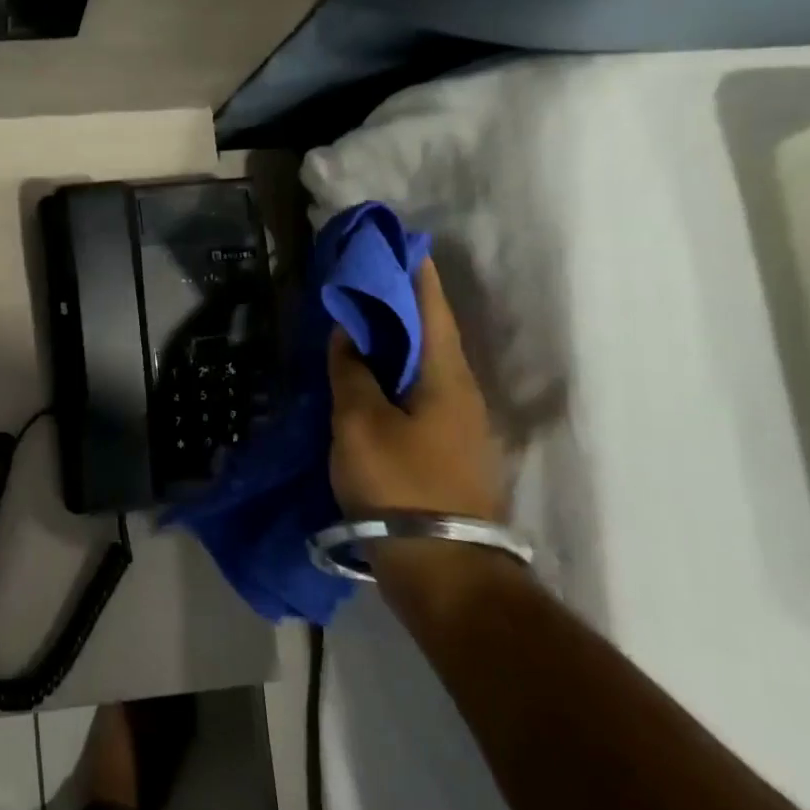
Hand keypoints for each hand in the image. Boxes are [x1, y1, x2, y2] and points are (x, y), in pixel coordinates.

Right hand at [327, 258, 501, 522]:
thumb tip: (348, 333)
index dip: (413, 271)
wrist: (443, 567)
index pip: (430, 305)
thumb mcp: (359, 422)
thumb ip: (352, 371)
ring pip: (425, 363)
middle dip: (400, 301)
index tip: (393, 242)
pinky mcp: (448, 448)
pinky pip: (420, 391)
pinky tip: (370, 376)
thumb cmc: (399, 484)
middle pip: (431, 331)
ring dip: (396, 338)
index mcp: (446, 375)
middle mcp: (462, 390)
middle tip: (360, 279)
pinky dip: (396, 371)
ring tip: (358, 322)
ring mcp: (459, 422)